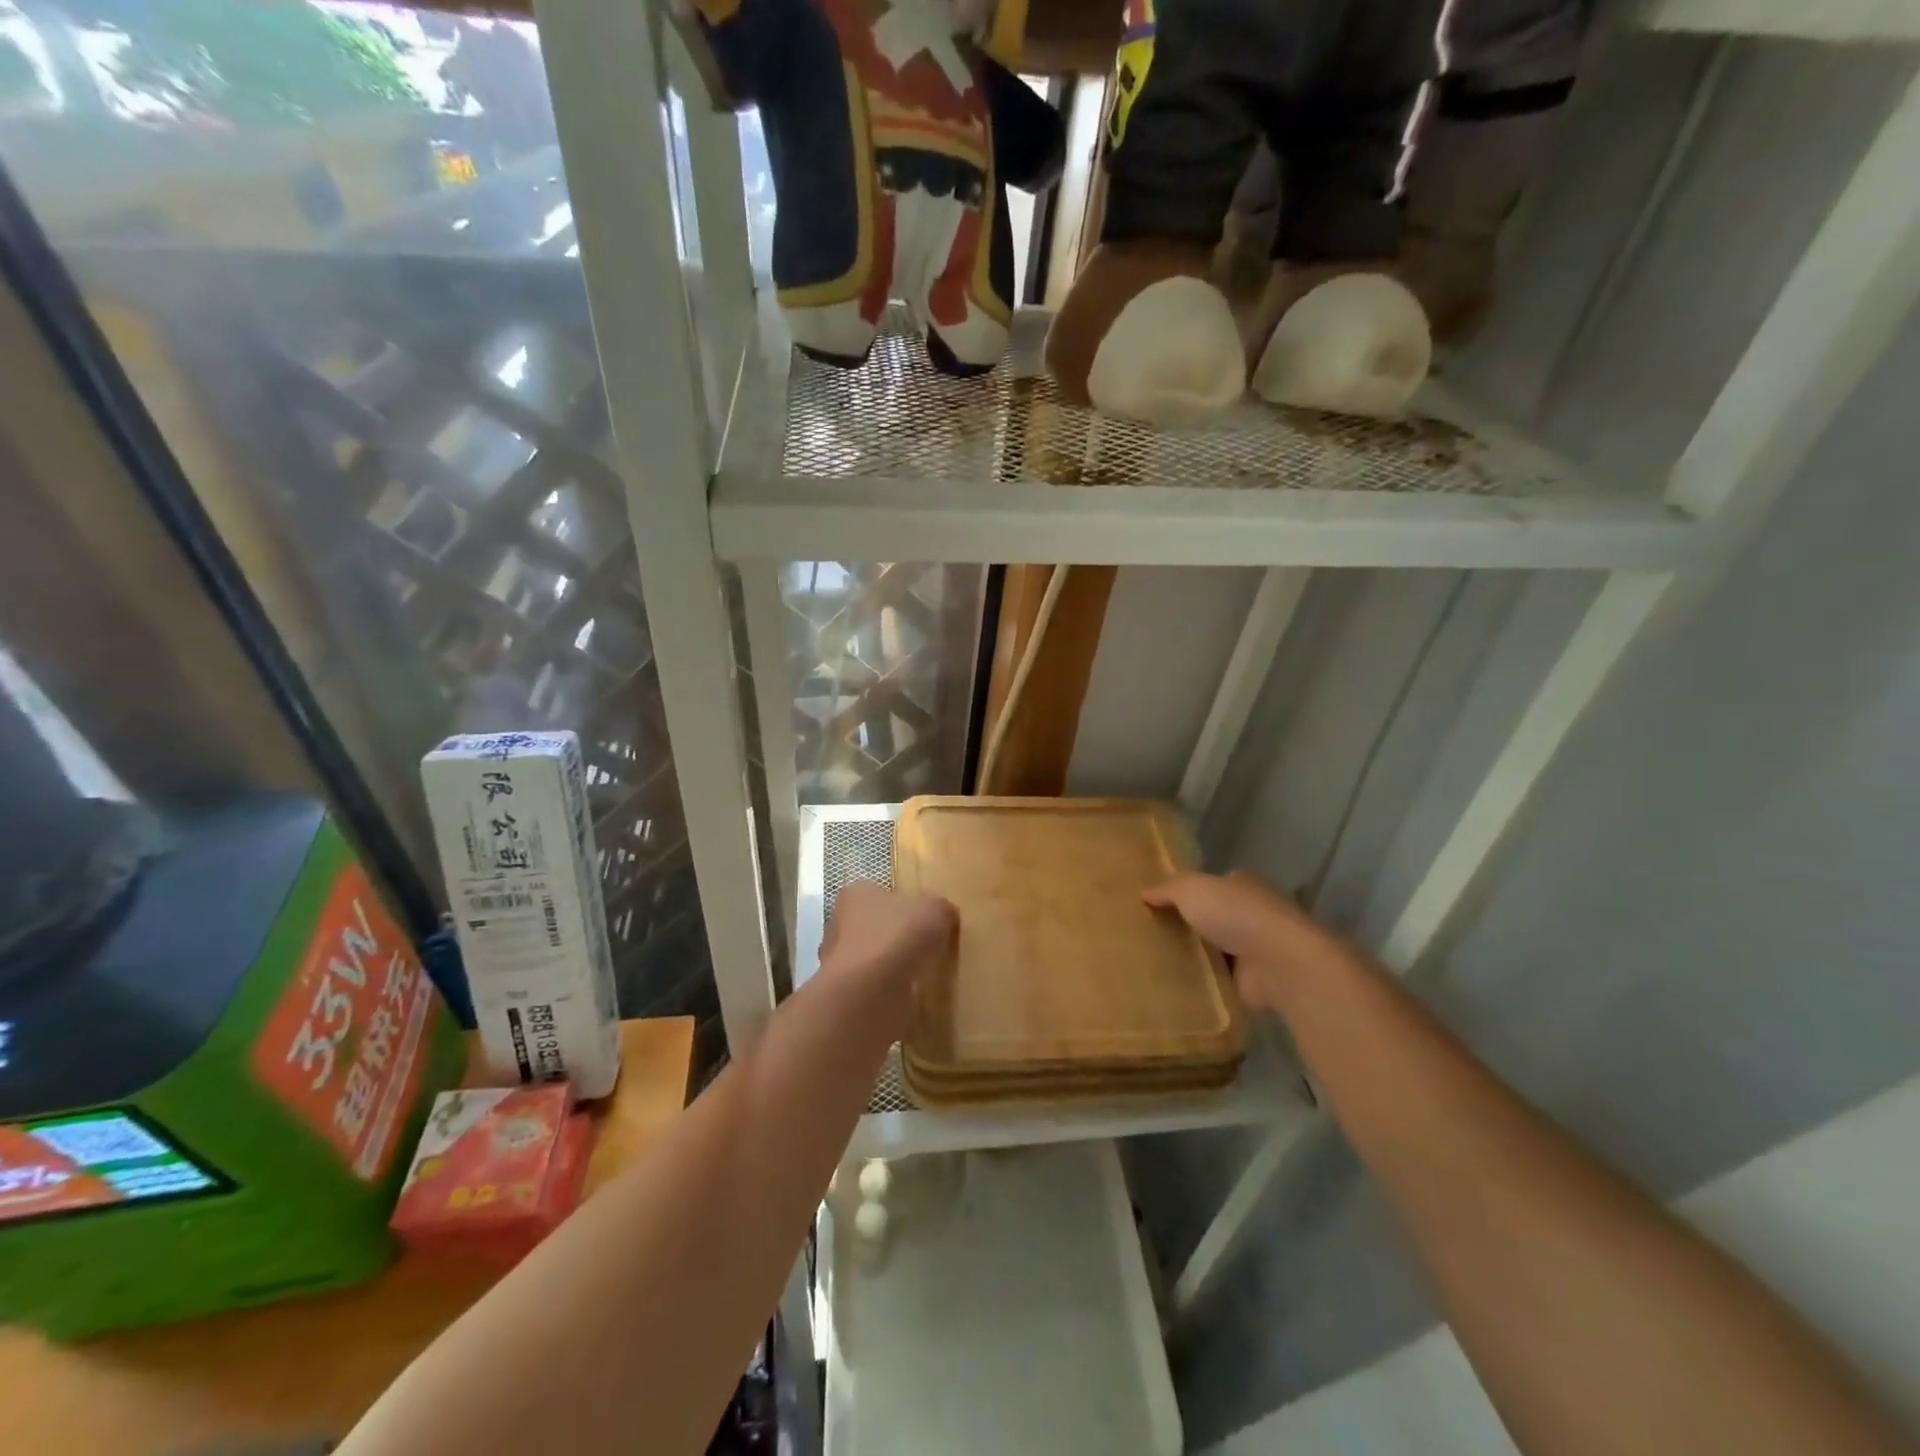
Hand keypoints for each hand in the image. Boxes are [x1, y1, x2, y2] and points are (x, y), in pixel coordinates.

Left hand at [820, 881, 955, 1015]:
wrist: (869, 993)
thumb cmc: (897, 936)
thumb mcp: (935, 911)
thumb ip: (941, 909)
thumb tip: (944, 916)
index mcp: (856, 893)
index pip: (879, 892)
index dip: (902, 904)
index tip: (923, 918)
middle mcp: (839, 924)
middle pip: (873, 925)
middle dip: (895, 936)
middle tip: (924, 947)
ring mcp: (838, 961)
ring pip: (871, 958)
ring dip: (890, 966)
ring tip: (919, 973)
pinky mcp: (845, 994)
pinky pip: (872, 987)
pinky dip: (888, 991)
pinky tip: (908, 995)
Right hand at [1142, 871, 1349, 1014]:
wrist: (1279, 963)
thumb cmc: (1236, 913)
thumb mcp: (1191, 889)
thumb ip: (1167, 889)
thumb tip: (1144, 892)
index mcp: (1243, 885)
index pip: (1215, 885)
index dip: (1190, 893)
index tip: (1161, 905)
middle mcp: (1253, 914)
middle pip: (1215, 918)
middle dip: (1191, 926)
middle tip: (1152, 935)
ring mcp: (1257, 951)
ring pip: (1218, 950)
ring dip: (1197, 957)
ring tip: (1155, 964)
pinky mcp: (1255, 983)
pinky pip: (1221, 981)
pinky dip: (1204, 984)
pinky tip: (1175, 988)